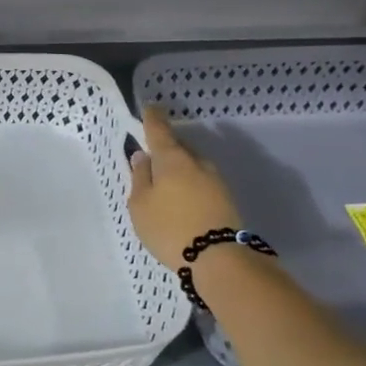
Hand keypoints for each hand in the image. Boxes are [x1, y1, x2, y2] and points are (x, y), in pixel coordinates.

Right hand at [127, 107, 243, 272]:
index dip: (152, 118)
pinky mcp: (225, 197)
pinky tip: (181, 199)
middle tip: (151, 158)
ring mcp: (215, 179)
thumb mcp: (140, 205)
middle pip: (178, 146)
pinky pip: (201, 181)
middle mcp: (196, 162)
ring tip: (164, 184)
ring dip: (178, 168)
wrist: (218, 258)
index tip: (150, 108)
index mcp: (172, 158)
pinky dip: (189, 183)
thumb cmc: (169, 227)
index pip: (159, 129)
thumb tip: (142, 157)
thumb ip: (140, 177)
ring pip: (191, 164)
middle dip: (165, 148)